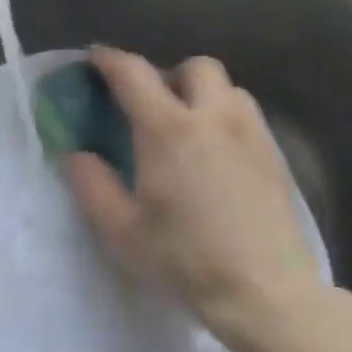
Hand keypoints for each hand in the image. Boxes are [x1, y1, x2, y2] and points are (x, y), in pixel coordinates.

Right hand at [66, 48, 351, 349]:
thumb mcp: (122, 230)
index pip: (134, 73)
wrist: (266, 291)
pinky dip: (225, 117)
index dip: (109, 60)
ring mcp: (251, 132)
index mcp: (168, 129)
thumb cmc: (186, 260)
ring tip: (187, 128)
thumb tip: (77, 154)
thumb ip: (92, 185)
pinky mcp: (275, 154)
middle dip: (168, 74)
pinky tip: (217, 155)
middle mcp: (214, 116)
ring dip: (202, 94)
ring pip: (227, 88)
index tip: (94, 59)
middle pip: (194, 66)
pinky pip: (246, 114)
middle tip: (151, 105)